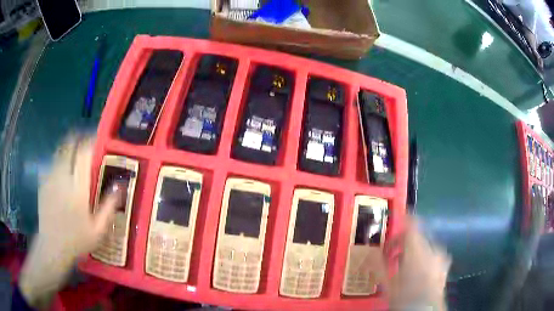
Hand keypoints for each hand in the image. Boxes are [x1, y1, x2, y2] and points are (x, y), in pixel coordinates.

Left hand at [19, 134, 121, 307]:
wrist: (52, 246)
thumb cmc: (77, 240)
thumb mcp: (98, 231)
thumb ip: (109, 207)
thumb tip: (119, 186)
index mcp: (78, 187)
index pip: (84, 153)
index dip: (92, 142)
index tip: (98, 140)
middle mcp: (63, 176)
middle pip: (69, 144)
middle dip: (78, 139)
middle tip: (85, 143)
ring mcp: (51, 177)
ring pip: (60, 151)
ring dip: (69, 148)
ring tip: (74, 155)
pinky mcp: (43, 181)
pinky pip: (52, 162)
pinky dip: (59, 161)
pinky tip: (62, 172)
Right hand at [383, 216, 450, 310]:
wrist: (425, 309)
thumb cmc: (404, 296)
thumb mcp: (387, 283)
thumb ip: (378, 265)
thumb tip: (369, 252)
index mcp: (417, 249)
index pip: (413, 223)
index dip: (404, 218)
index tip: (395, 221)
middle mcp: (432, 248)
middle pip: (419, 234)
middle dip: (405, 241)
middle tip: (393, 254)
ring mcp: (441, 256)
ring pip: (426, 244)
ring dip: (415, 249)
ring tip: (405, 265)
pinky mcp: (445, 264)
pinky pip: (435, 253)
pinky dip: (426, 255)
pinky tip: (421, 269)